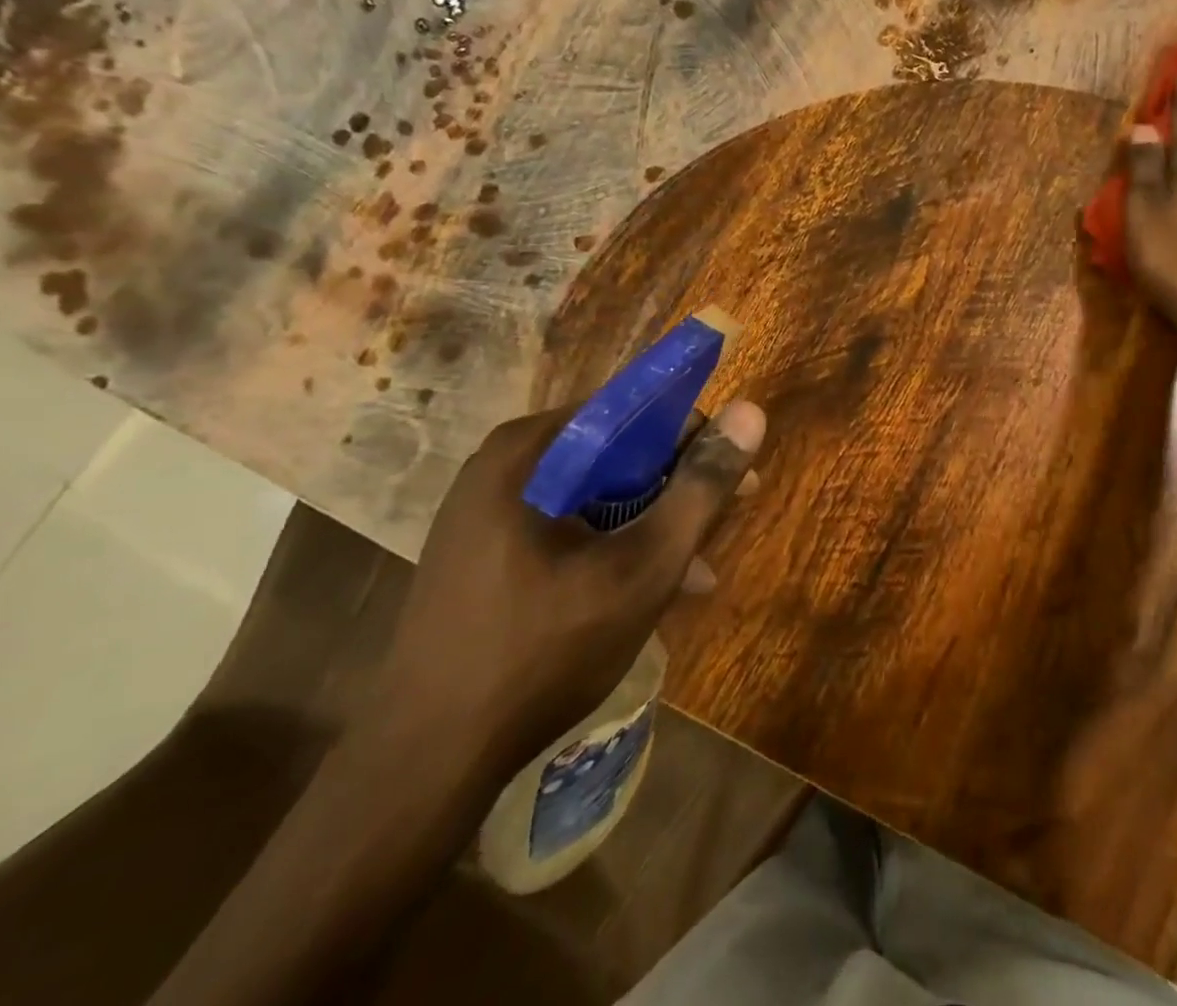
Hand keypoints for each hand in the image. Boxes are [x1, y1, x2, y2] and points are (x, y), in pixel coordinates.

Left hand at [365, 399, 765, 771]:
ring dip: (649, 524)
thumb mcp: (644, 565)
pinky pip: (566, 528)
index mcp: (529, 450)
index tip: (735, 474)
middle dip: (675, 489)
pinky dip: (612, 547)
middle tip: (725, 520)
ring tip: (697, 570)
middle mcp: (502, 466)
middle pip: (614, 454)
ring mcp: (486, 512)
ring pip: (594, 495)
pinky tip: (648, 590)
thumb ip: (701, 487)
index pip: (632, 411)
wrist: (426, 764)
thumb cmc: (544, 651)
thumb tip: (750, 411)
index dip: (693, 438)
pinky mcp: (483, 554)